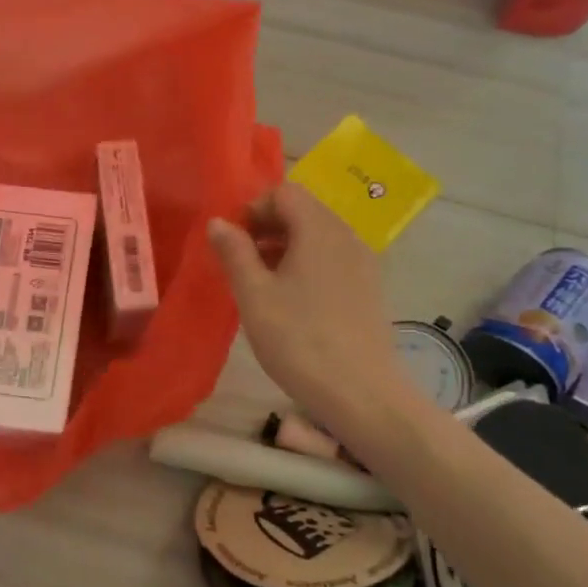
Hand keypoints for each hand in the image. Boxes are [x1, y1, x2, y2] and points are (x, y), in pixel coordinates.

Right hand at [208, 183, 414, 426]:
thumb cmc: (299, 341)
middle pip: (303, 211)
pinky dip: (305, 265)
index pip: (284, 193)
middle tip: (239, 262)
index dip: (253, 208)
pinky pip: (332, 259)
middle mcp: (346, 236)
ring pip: (317, 237)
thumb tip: (218, 222)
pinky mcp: (368, 288)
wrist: (361, 394)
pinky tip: (290, 301)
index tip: (231, 241)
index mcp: (319, 230)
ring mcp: (363, 263)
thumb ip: (234, 253)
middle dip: (267, 227)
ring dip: (284, 247)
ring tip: (260, 283)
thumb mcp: (254, 296)